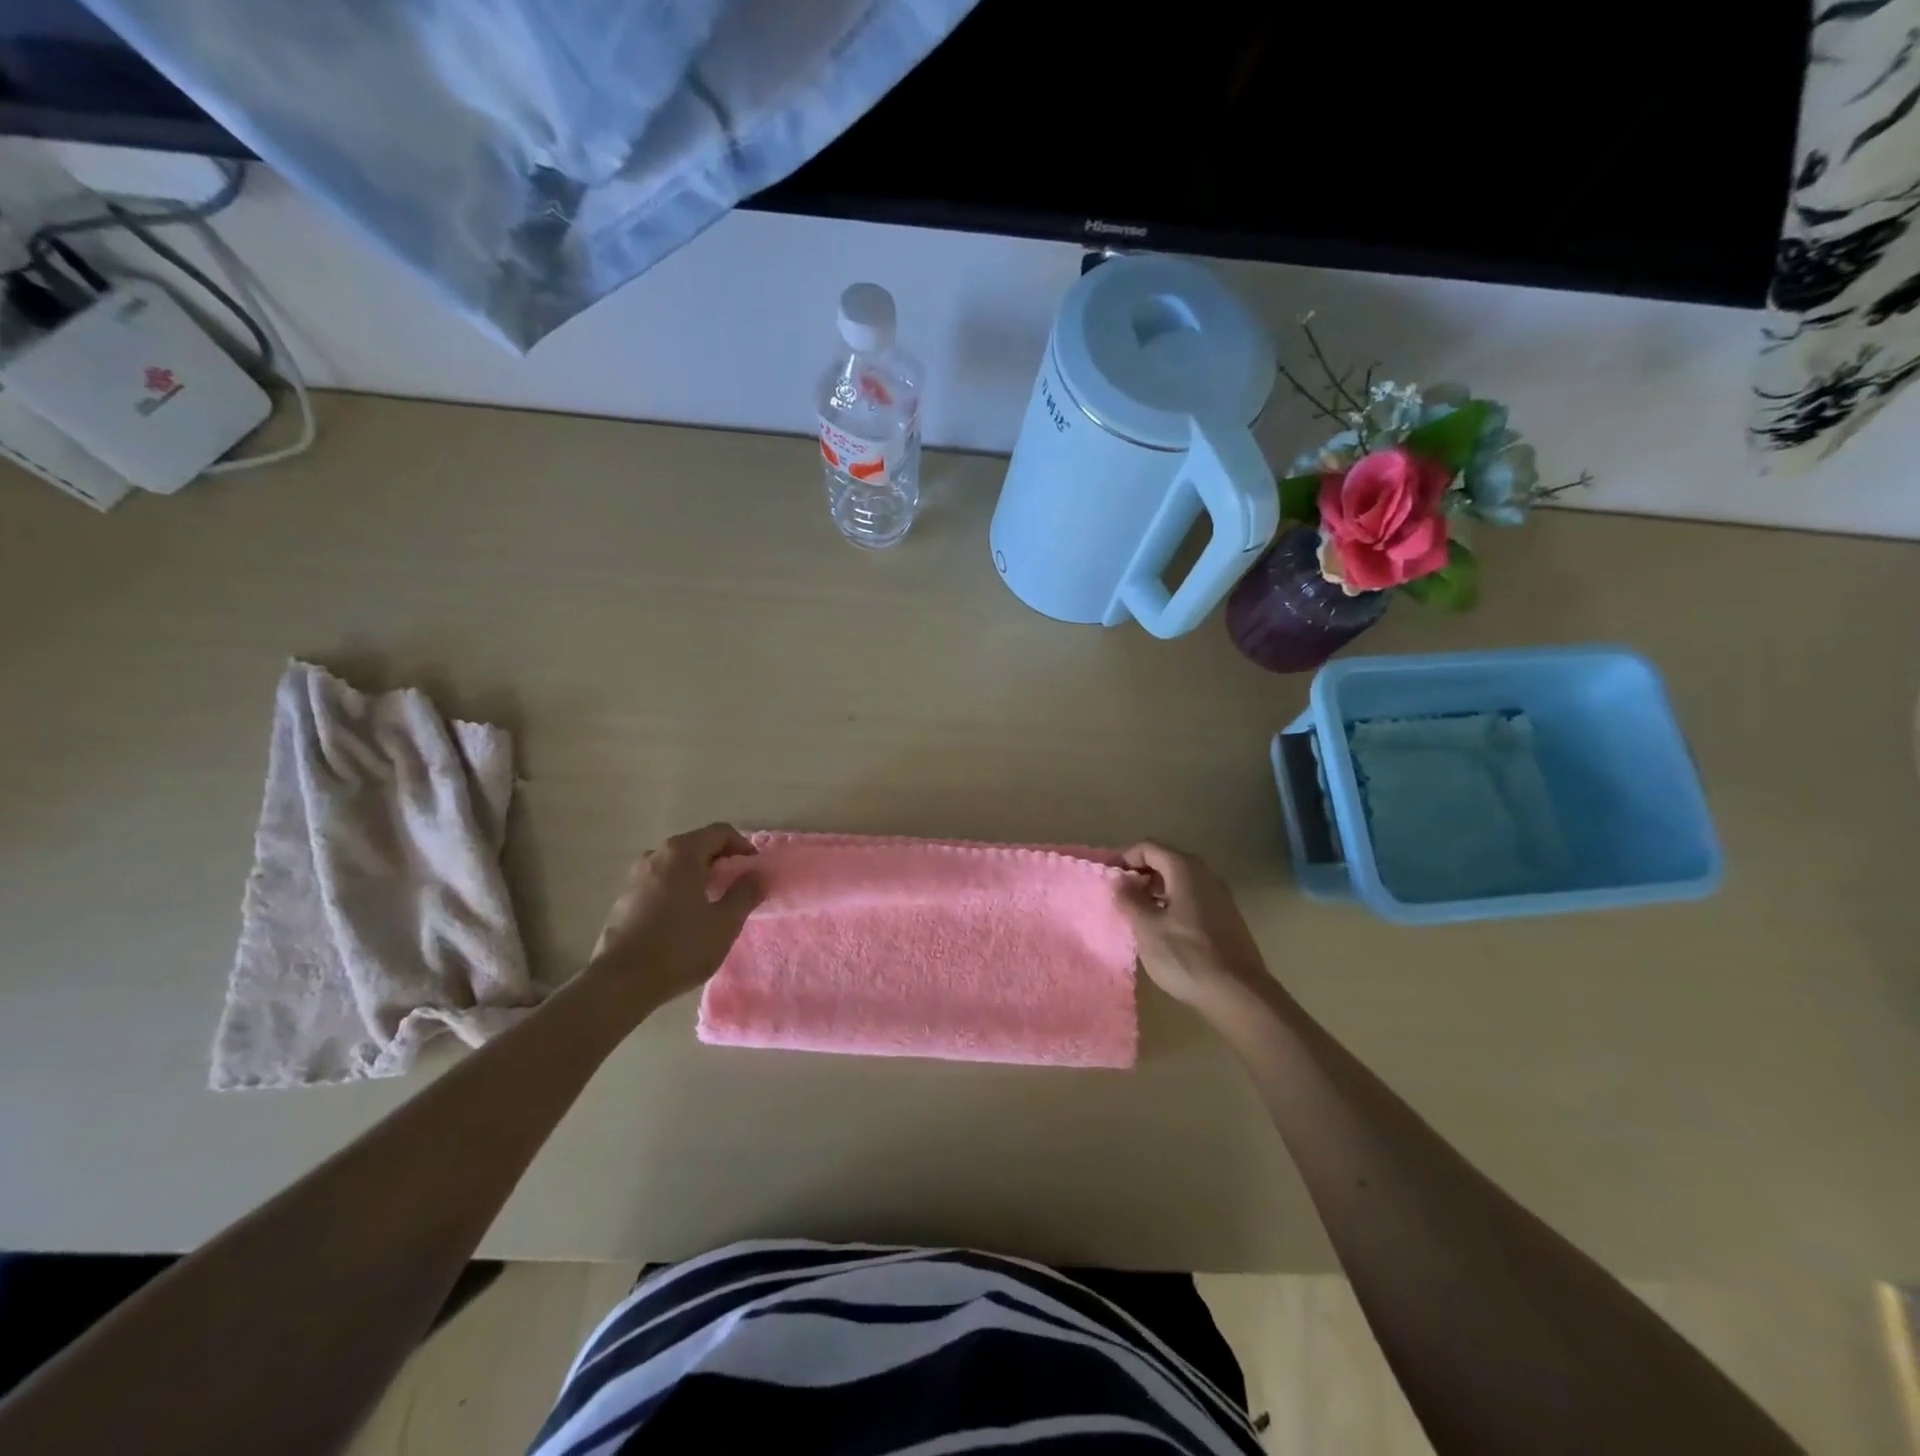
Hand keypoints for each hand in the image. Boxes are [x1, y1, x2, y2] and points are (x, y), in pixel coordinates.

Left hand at [583, 823, 763, 1018]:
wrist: (621, 982)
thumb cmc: (680, 947)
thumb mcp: (725, 923)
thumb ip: (746, 893)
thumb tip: (757, 875)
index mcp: (682, 853)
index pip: (720, 832)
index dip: (743, 847)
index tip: (754, 871)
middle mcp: (656, 855)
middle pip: (697, 845)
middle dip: (721, 861)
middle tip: (737, 887)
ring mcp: (636, 876)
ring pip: (677, 864)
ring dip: (699, 875)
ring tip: (712, 902)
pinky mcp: (625, 898)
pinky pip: (661, 881)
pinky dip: (679, 888)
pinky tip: (685, 917)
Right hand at [1120, 841, 1275, 1014]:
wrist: (1239, 994)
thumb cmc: (1186, 956)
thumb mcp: (1147, 928)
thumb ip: (1129, 899)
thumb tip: (1120, 881)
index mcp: (1185, 869)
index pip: (1148, 847)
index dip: (1125, 859)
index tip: (1110, 881)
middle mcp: (1205, 874)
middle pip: (1166, 860)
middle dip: (1140, 874)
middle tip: (1121, 898)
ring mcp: (1220, 895)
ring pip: (1180, 880)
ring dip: (1156, 890)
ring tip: (1139, 915)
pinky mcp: (1226, 917)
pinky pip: (1193, 897)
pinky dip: (1173, 903)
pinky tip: (1165, 929)